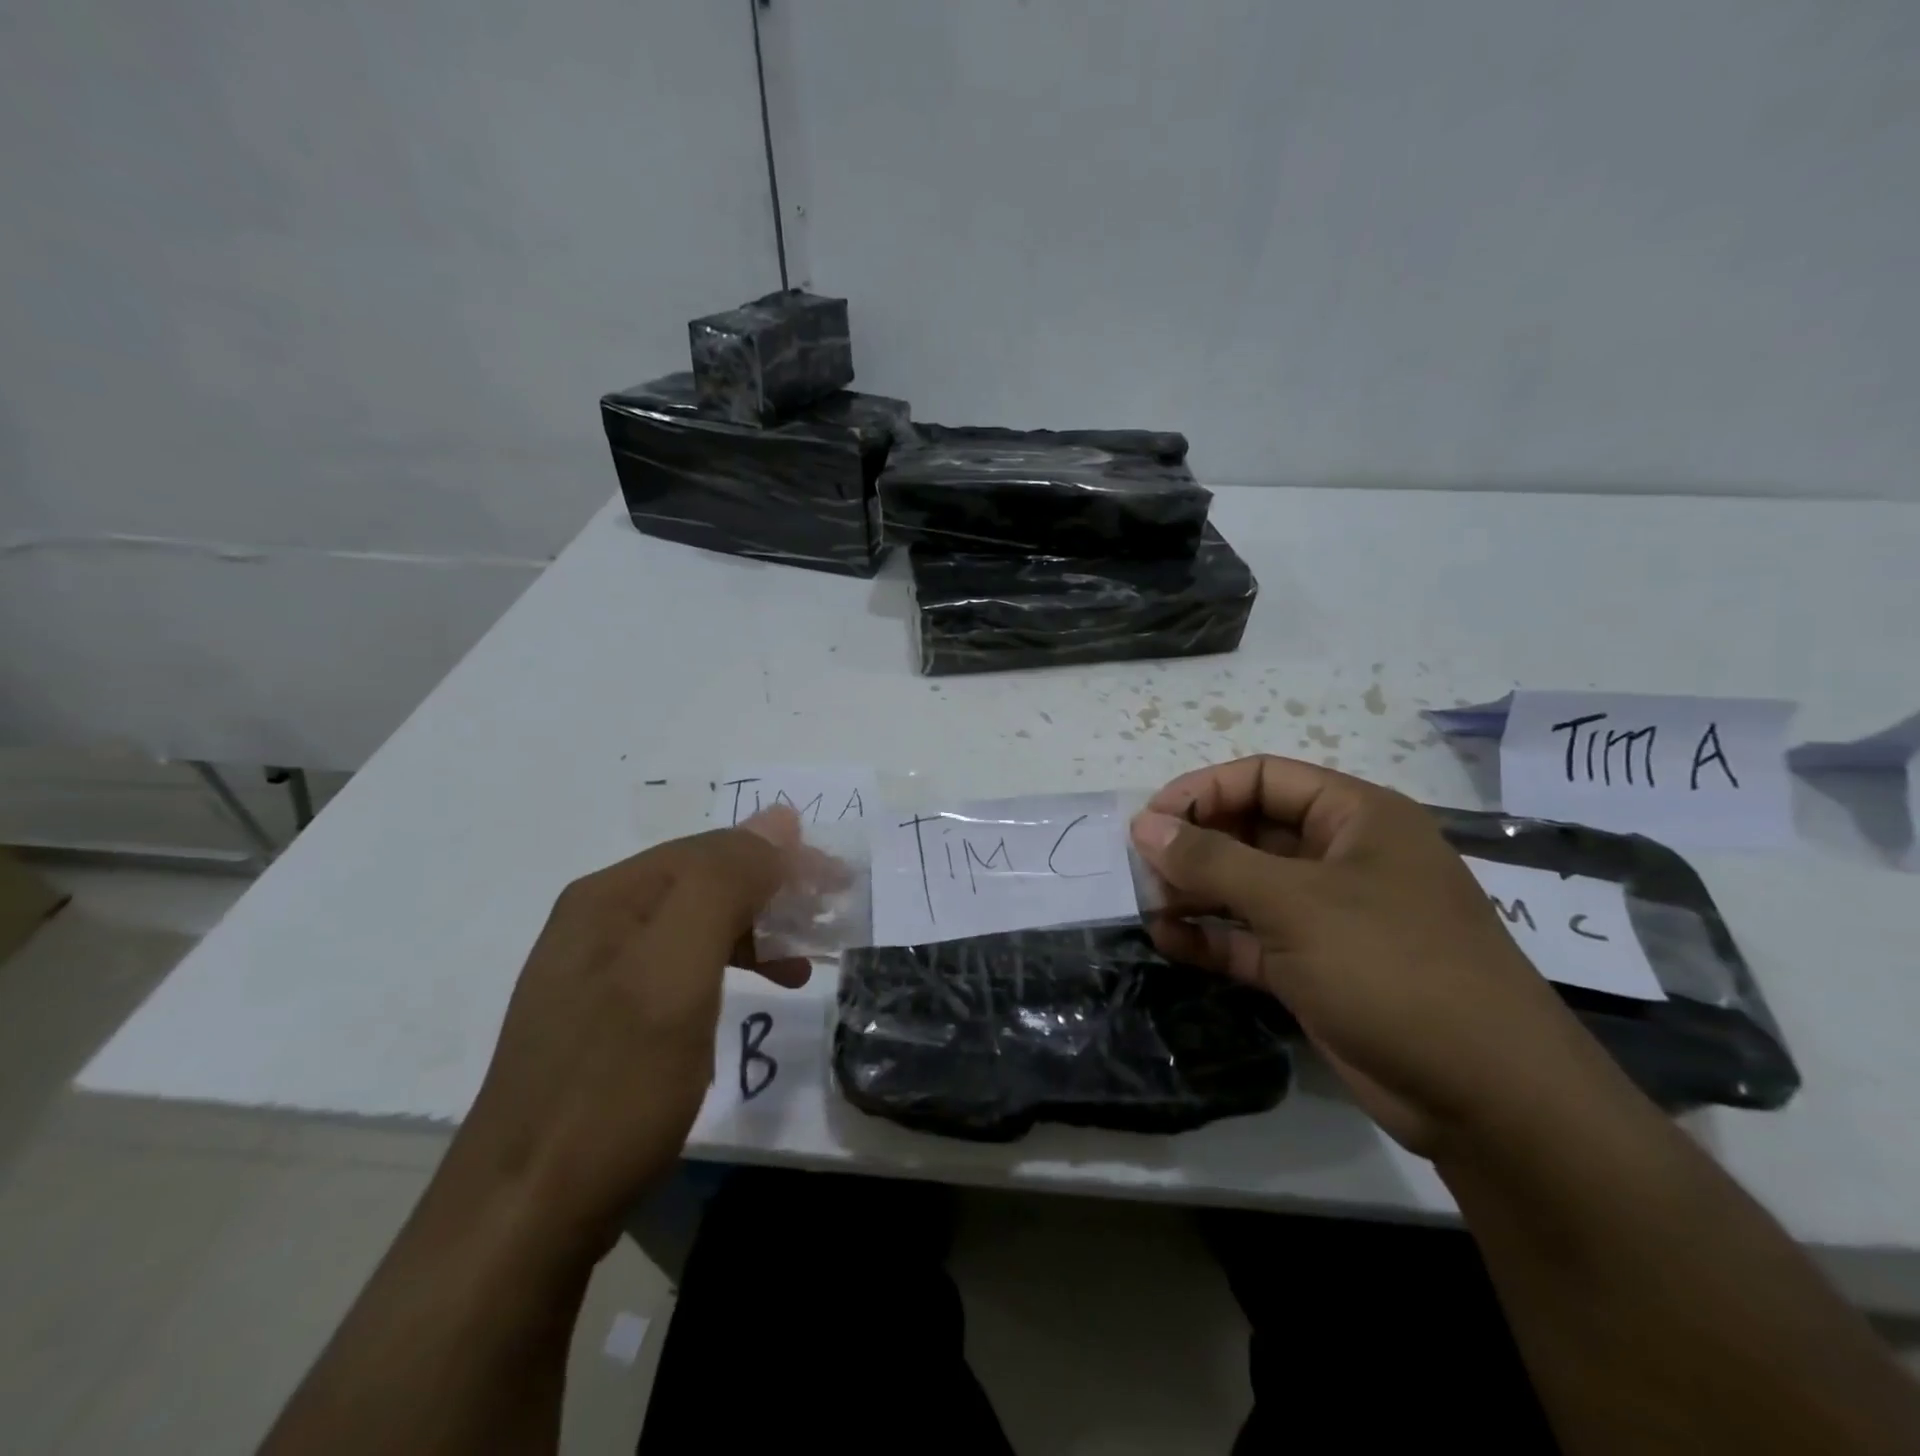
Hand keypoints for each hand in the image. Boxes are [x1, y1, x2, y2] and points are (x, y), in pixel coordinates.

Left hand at [447, 806, 807, 1257]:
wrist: (522, 1218)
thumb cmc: (612, 1085)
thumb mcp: (676, 973)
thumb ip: (725, 885)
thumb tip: (779, 818)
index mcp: (610, 896)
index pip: (715, 848)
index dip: (782, 857)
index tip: (839, 884)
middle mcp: (599, 920)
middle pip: (705, 881)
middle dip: (773, 892)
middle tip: (829, 918)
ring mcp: (598, 972)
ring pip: (697, 925)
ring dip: (756, 931)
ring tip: (803, 961)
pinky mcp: (606, 1019)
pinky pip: (683, 968)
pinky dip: (729, 968)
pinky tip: (751, 993)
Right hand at [1130, 756, 1615, 1156]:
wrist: (1487, 1097)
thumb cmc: (1392, 967)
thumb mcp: (1295, 903)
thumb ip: (1212, 860)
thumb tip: (1144, 825)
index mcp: (1356, 818)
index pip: (1264, 779)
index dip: (1202, 791)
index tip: (1149, 821)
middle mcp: (1342, 858)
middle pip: (1251, 831)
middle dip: (1194, 846)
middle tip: (1141, 869)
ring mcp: (1330, 916)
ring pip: (1247, 887)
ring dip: (1196, 892)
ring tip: (1147, 904)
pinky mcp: (1317, 967)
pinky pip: (1252, 938)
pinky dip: (1212, 937)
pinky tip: (1168, 941)